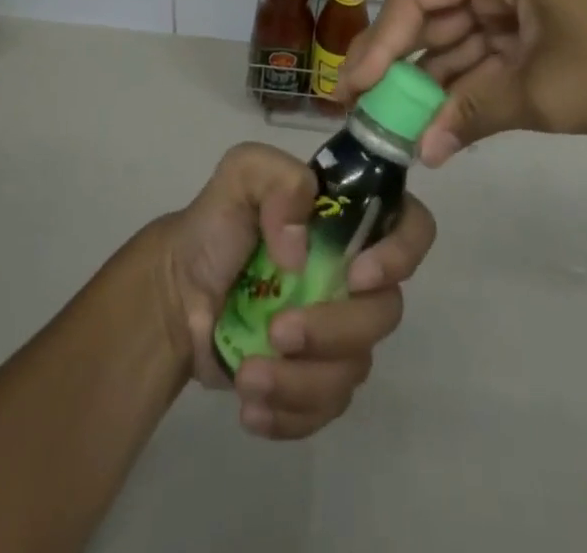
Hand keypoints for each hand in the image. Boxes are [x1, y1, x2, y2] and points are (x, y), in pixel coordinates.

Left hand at [155, 142, 436, 439]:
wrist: (175, 292)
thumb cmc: (216, 225)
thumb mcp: (241, 174)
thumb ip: (278, 180)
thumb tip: (300, 247)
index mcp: (347, 222)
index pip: (411, 227)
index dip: (401, 254)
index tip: (355, 276)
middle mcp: (355, 275)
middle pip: (386, 312)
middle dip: (334, 329)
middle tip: (279, 331)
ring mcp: (338, 329)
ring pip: (355, 369)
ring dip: (301, 380)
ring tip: (248, 375)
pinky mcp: (315, 378)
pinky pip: (326, 408)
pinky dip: (290, 413)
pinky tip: (250, 404)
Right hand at [339, 0, 586, 165]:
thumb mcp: (543, 92)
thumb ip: (473, 114)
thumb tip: (419, 153)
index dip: (381, 39)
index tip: (353, 87)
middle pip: (432, 14)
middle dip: (400, 63)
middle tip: (361, 108)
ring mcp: (518, 3)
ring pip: (456, 39)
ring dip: (431, 81)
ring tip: (393, 126)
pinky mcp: (535, 30)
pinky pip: (485, 55)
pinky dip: (466, 87)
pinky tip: (439, 122)